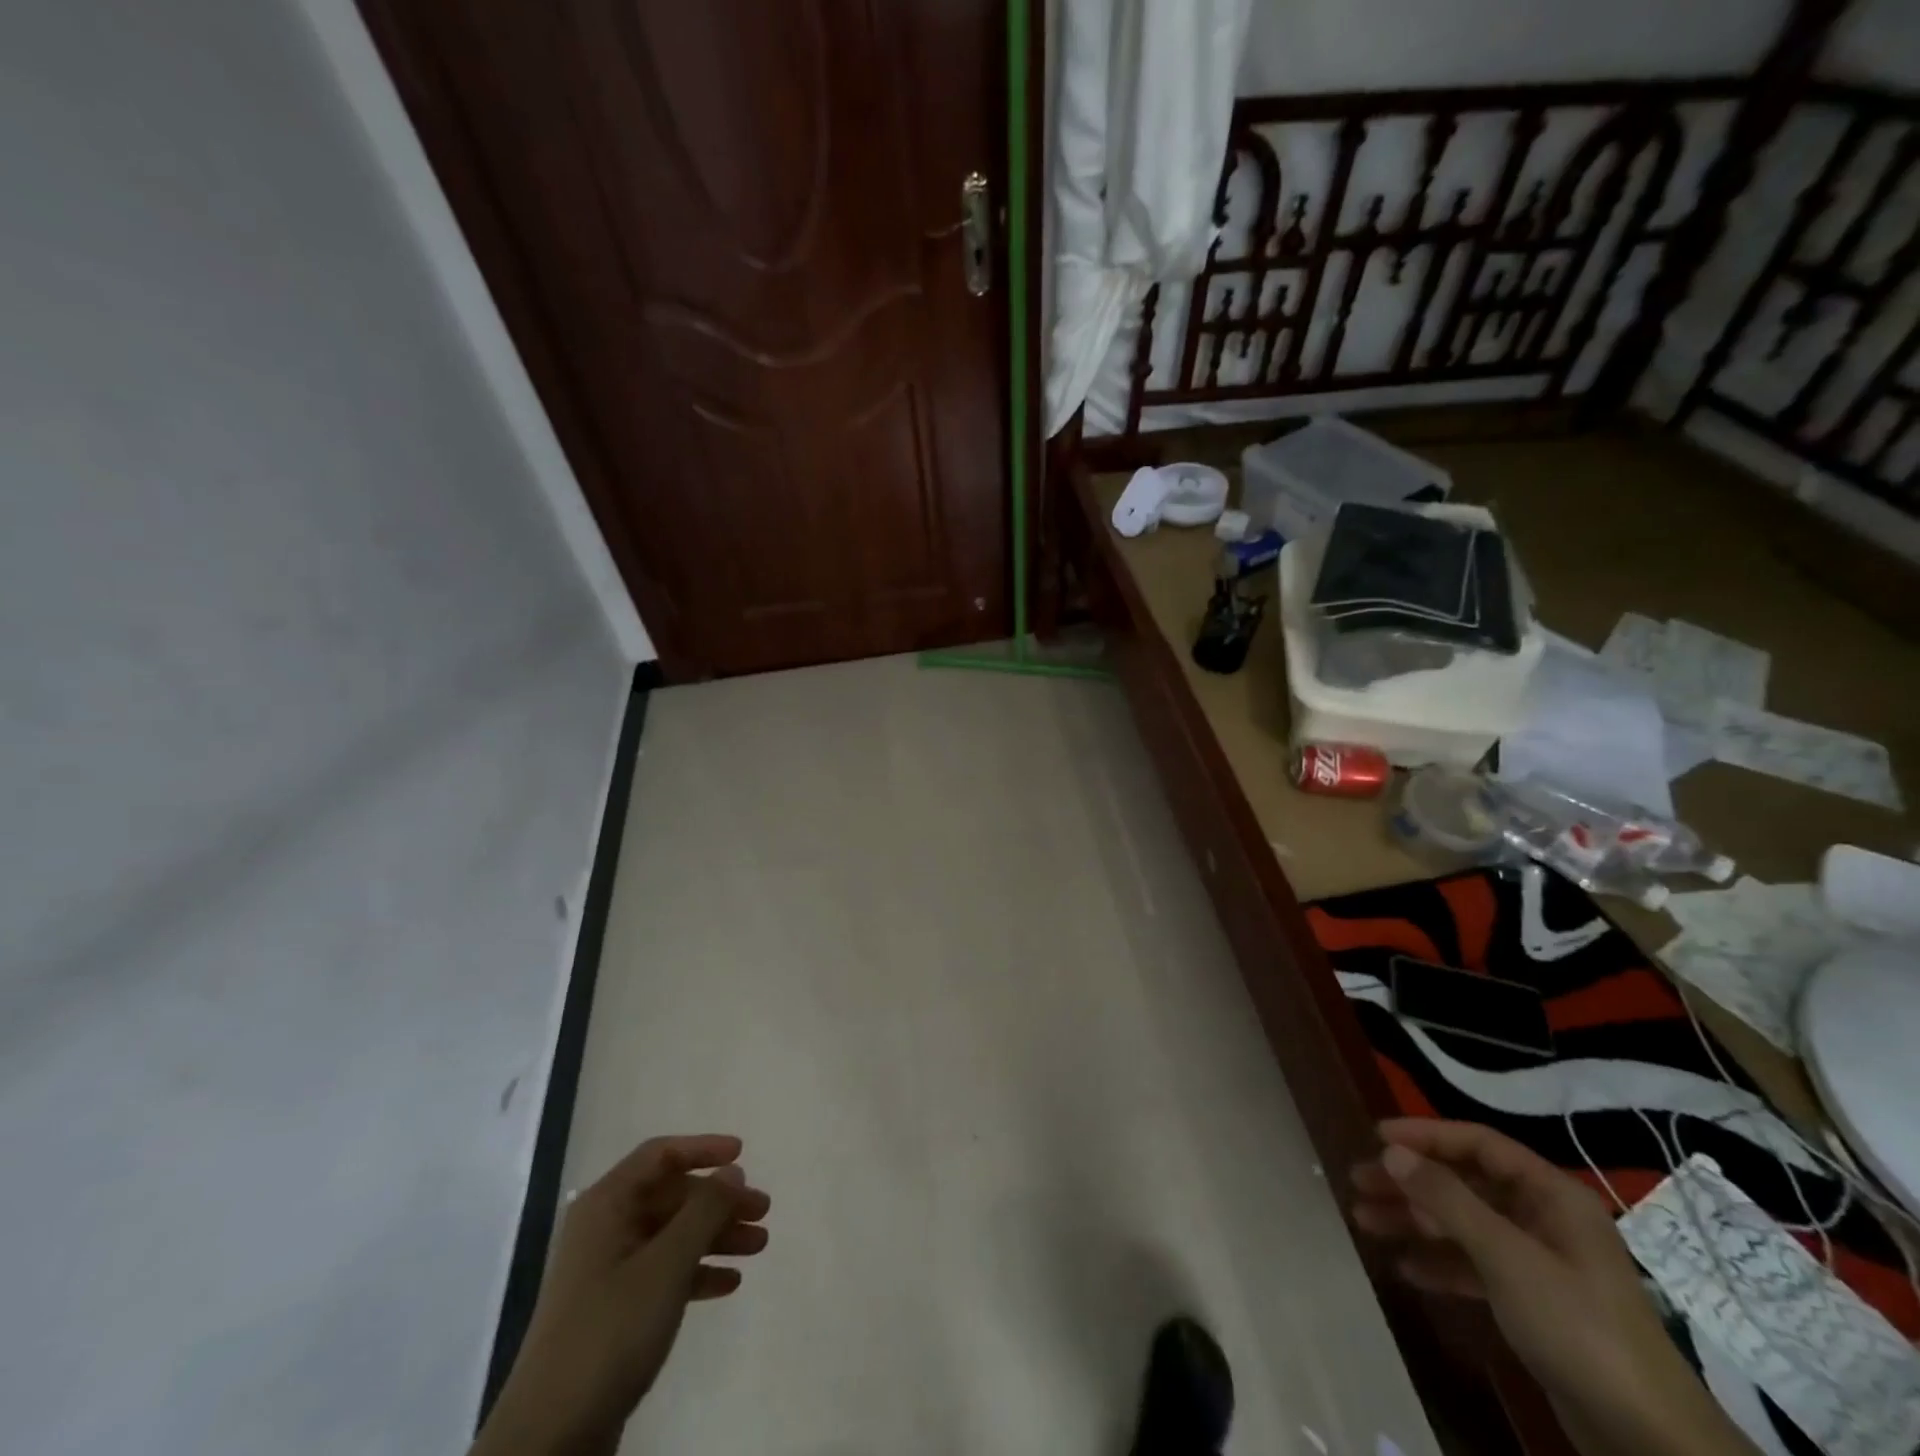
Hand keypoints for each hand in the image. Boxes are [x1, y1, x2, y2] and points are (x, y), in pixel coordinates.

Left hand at [473, 1135, 770, 1455]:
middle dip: (719, 1201)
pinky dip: (696, 1272)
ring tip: (759, 1247)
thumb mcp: (666, 1265)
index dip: (703, 1148)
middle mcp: (605, 1229)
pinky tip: (728, 1284)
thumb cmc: (611, 1332)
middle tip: (763, 1212)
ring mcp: (607, 1272)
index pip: (660, 1155)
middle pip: (672, 1197)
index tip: (743, 1155)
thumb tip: (732, 1171)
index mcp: (606, 1206)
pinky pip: (664, 1273)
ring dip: (715, 1236)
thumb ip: (704, 1211)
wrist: (550, 1438)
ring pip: (672, 1235)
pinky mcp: (614, 1311)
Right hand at [1351, 1119, 1753, 1455]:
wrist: (1651, 1441)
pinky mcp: (1536, 1304)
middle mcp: (1547, 1219)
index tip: (1376, 1138)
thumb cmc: (1578, 1327)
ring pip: (1465, 1224)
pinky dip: (1441, 1262)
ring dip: (1415, 1221)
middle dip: (1410, 1182)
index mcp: (1552, 1195)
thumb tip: (1391, 1151)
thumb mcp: (1506, 1256)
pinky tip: (1406, 1269)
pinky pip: (1476, 1266)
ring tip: (1365, 1222)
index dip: (1425, 1135)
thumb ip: (1446, 1199)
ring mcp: (1542, 1263)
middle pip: (1465, 1183)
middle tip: (1358, 1183)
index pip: (1478, 1144)